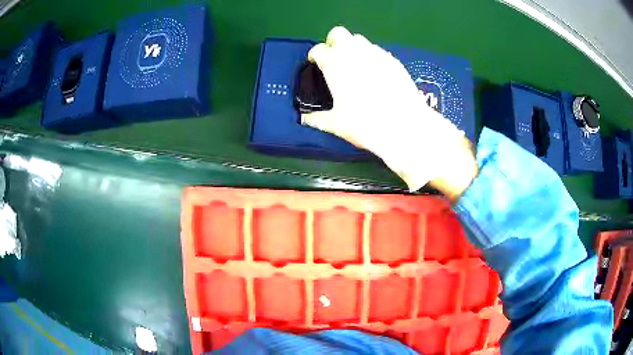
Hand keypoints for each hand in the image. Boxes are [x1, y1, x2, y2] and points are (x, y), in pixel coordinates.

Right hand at [301, 26, 476, 199]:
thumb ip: (318, 119)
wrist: (404, 125)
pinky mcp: (392, 60)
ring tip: (355, 66)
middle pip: (338, 33)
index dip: (315, 56)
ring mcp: (375, 53)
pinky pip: (376, 50)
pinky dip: (370, 56)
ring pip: (359, 39)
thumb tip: (305, 120)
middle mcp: (353, 52)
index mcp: (334, 65)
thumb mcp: (337, 124)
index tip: (316, 64)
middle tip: (335, 60)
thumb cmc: (365, 124)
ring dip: (352, 47)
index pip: (318, 49)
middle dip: (333, 42)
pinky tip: (375, 73)